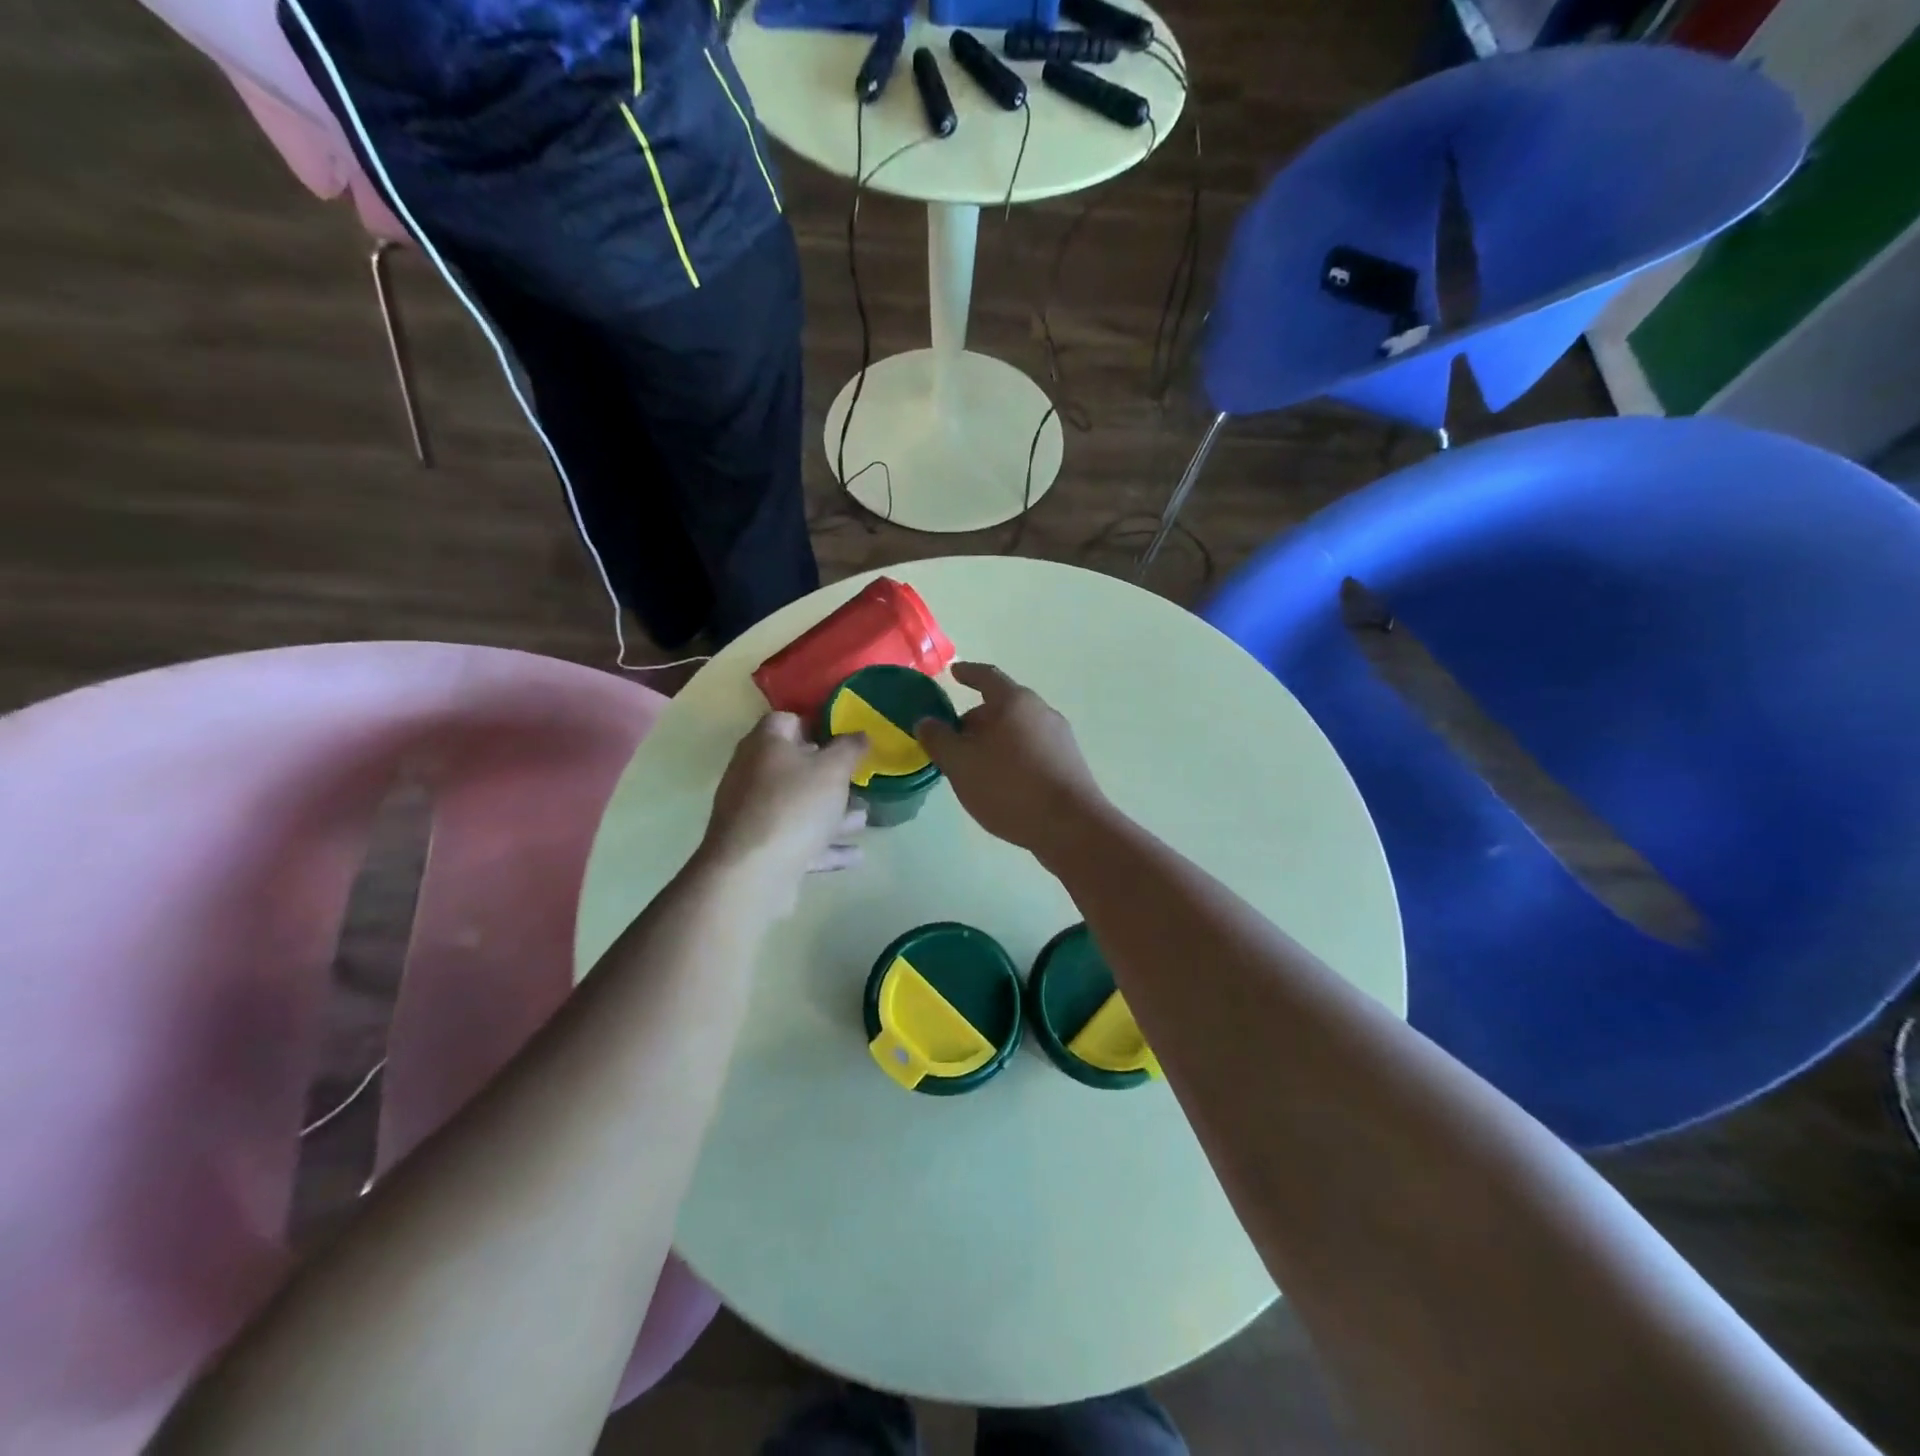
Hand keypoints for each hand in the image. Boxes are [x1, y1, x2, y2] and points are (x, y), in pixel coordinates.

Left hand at [699, 713, 867, 910]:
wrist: (751, 873)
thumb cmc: (794, 806)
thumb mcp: (833, 770)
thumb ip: (850, 748)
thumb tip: (859, 734)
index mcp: (765, 744)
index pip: (788, 721)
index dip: (817, 725)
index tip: (846, 738)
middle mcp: (752, 774)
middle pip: (794, 766)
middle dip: (829, 774)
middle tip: (858, 779)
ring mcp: (753, 813)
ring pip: (798, 805)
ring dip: (831, 812)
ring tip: (864, 818)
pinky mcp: (759, 848)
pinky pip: (797, 839)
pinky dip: (824, 844)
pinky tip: (855, 855)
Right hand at [914, 663, 1109, 859]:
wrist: (1070, 826)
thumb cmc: (1009, 786)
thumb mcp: (960, 763)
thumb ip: (938, 739)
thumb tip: (926, 721)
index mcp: (1014, 701)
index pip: (986, 676)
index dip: (967, 673)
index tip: (954, 672)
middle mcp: (1041, 711)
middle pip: (1002, 706)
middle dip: (976, 719)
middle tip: (953, 740)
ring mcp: (1060, 737)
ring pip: (1017, 730)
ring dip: (994, 740)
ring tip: (974, 766)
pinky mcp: (1069, 763)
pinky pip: (1032, 749)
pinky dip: (1012, 756)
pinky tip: (1002, 783)